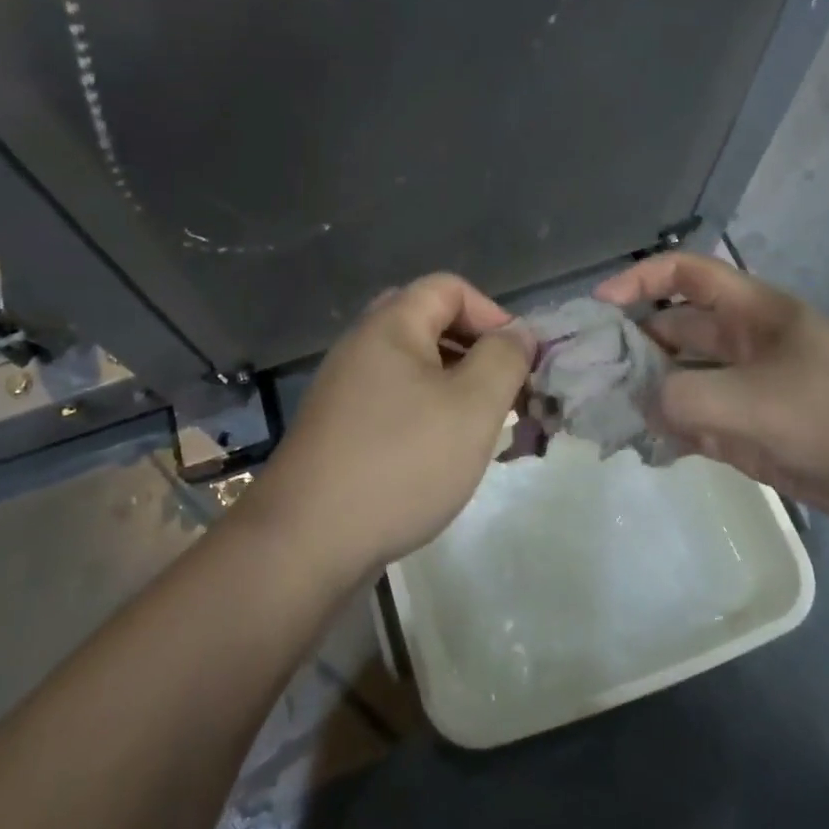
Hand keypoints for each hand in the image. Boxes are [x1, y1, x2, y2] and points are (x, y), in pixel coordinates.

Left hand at [239, 274, 535, 578]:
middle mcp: (362, 346)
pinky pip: (395, 400)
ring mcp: (346, 388)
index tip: (521, 361)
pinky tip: (444, 453)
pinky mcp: (340, 427)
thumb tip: (518, 332)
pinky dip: (428, 412)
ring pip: (414, 367)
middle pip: (430, 323)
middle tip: (504, 391)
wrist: (306, 541)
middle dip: (476, 351)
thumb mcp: (472, 407)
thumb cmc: (400, 462)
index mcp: (390, 325)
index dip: (494, 313)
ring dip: (456, 386)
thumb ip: (504, 359)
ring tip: (484, 427)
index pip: (450, 288)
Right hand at [595, 253, 828, 535]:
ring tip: (601, 415)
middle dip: (630, 346)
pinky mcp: (752, 431)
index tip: (599, 307)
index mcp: (748, 313)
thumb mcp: (753, 401)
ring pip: (679, 380)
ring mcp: (746, 389)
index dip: (638, 280)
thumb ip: (682, 398)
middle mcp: (741, 344)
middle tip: (585, 376)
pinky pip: (697, 421)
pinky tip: (641, 446)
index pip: (683, 274)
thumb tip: (639, 404)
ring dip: (644, 393)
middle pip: (671, 330)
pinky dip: (668, 430)